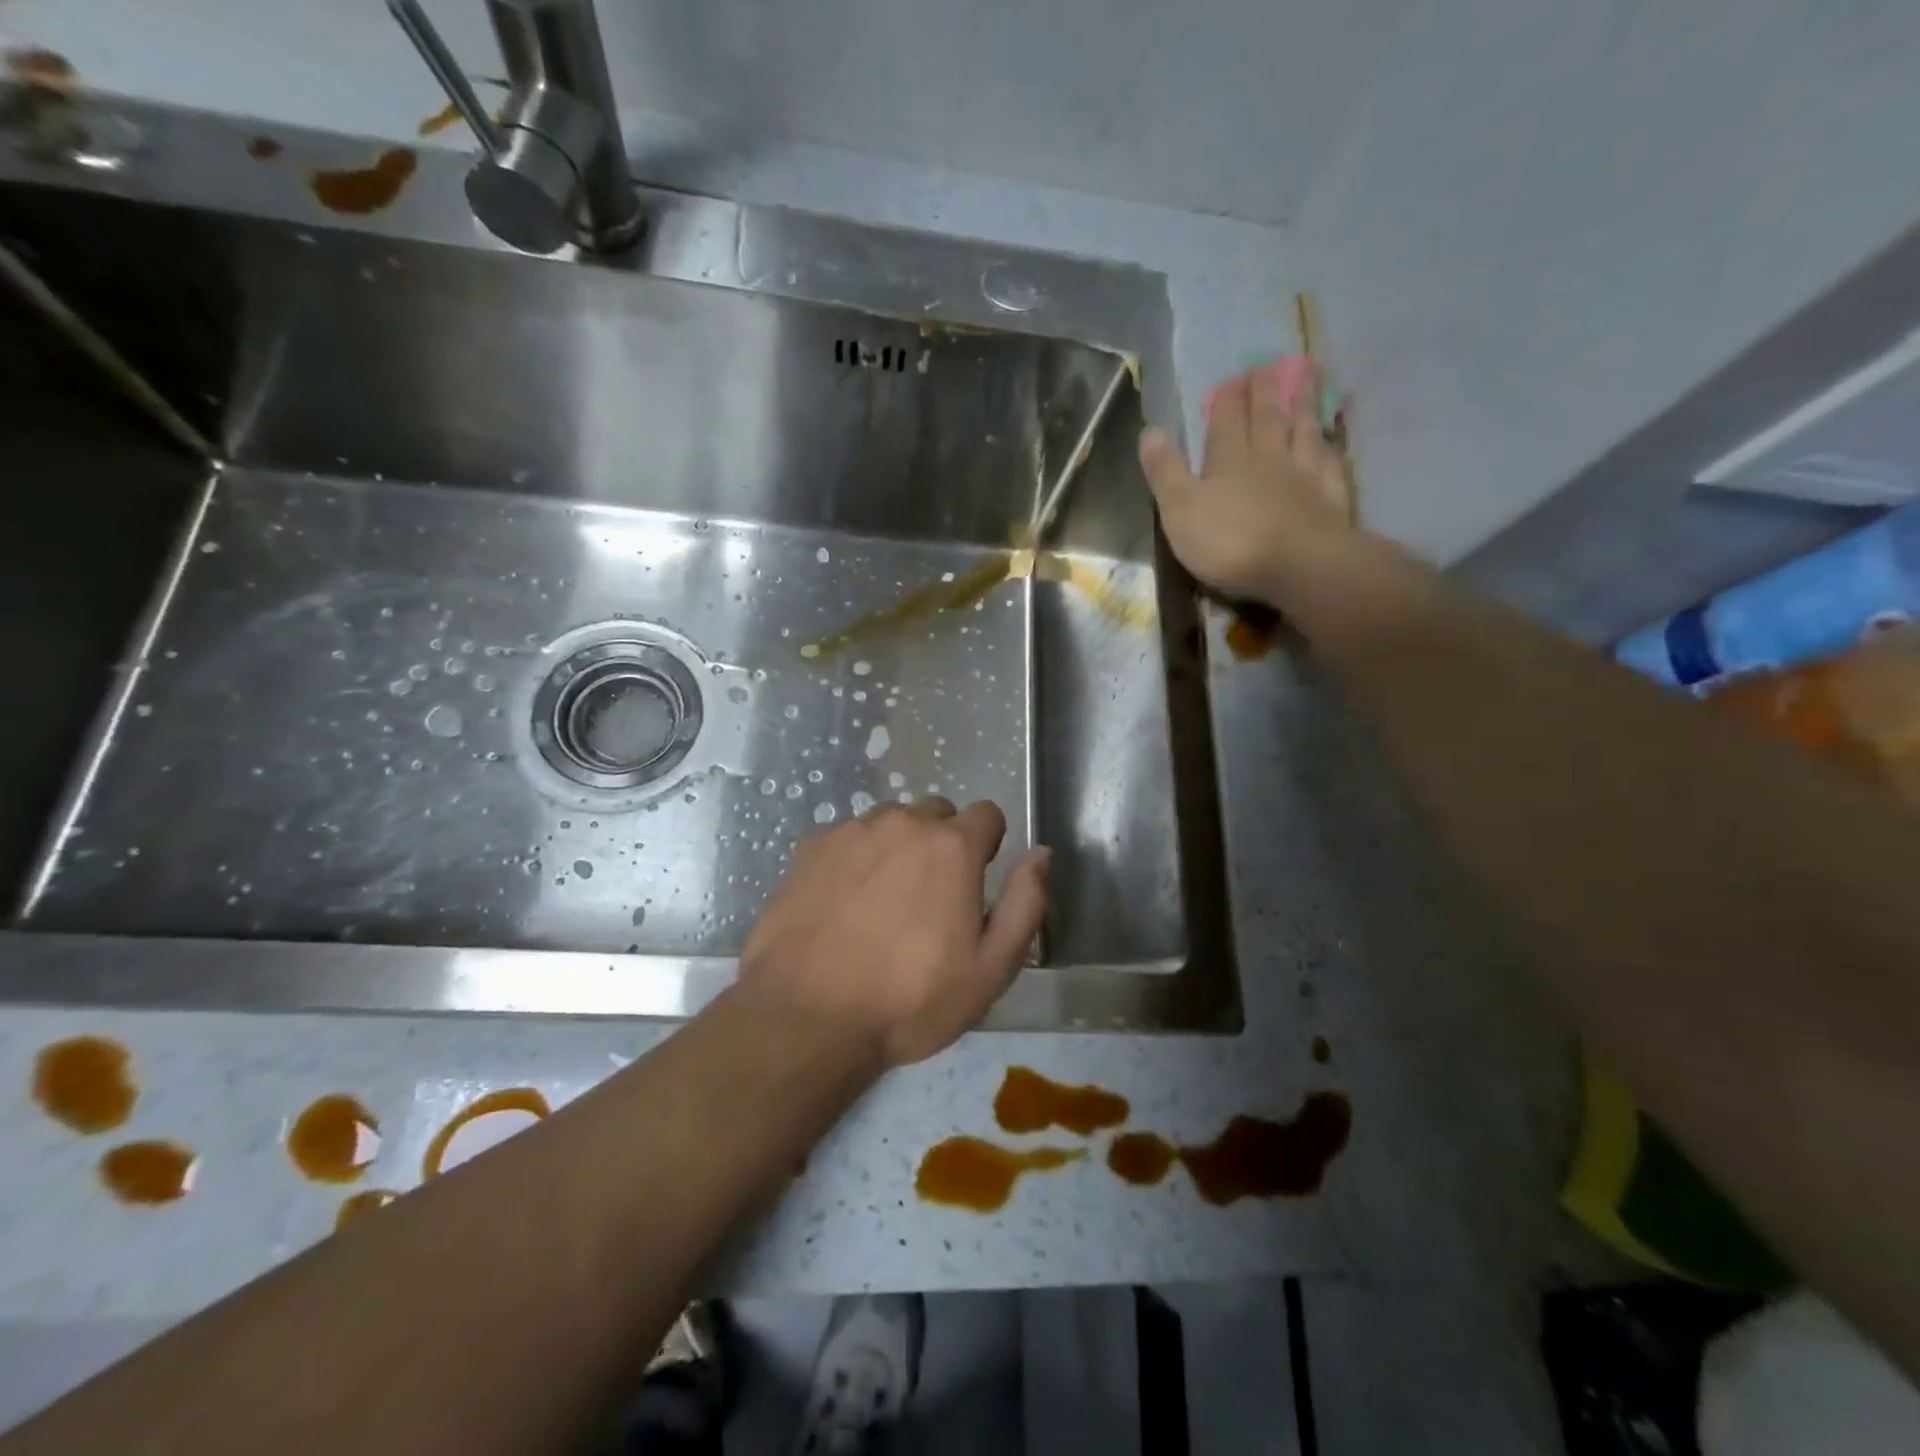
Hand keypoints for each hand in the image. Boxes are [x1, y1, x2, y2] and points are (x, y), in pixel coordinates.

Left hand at [738, 798, 1049, 1066]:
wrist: (807, 1016)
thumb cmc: (910, 1000)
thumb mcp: (991, 968)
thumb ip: (1025, 903)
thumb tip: (1042, 853)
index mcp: (952, 847)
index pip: (987, 814)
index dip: (987, 845)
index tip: (974, 881)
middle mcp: (902, 823)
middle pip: (935, 814)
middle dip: (941, 844)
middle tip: (929, 899)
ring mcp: (851, 832)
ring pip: (889, 823)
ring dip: (897, 849)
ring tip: (882, 904)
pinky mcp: (810, 848)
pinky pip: (848, 839)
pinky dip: (855, 860)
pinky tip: (843, 906)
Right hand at [1138, 356, 1351, 605]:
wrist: (1298, 564)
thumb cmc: (1229, 542)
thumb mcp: (1180, 510)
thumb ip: (1166, 472)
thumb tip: (1150, 431)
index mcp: (1228, 461)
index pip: (1225, 422)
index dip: (1226, 400)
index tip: (1231, 378)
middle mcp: (1267, 458)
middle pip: (1265, 418)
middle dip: (1263, 392)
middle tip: (1266, 365)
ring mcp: (1304, 474)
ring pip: (1301, 430)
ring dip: (1300, 404)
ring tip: (1304, 379)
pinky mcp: (1330, 496)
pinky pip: (1329, 460)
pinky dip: (1329, 443)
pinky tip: (1330, 436)